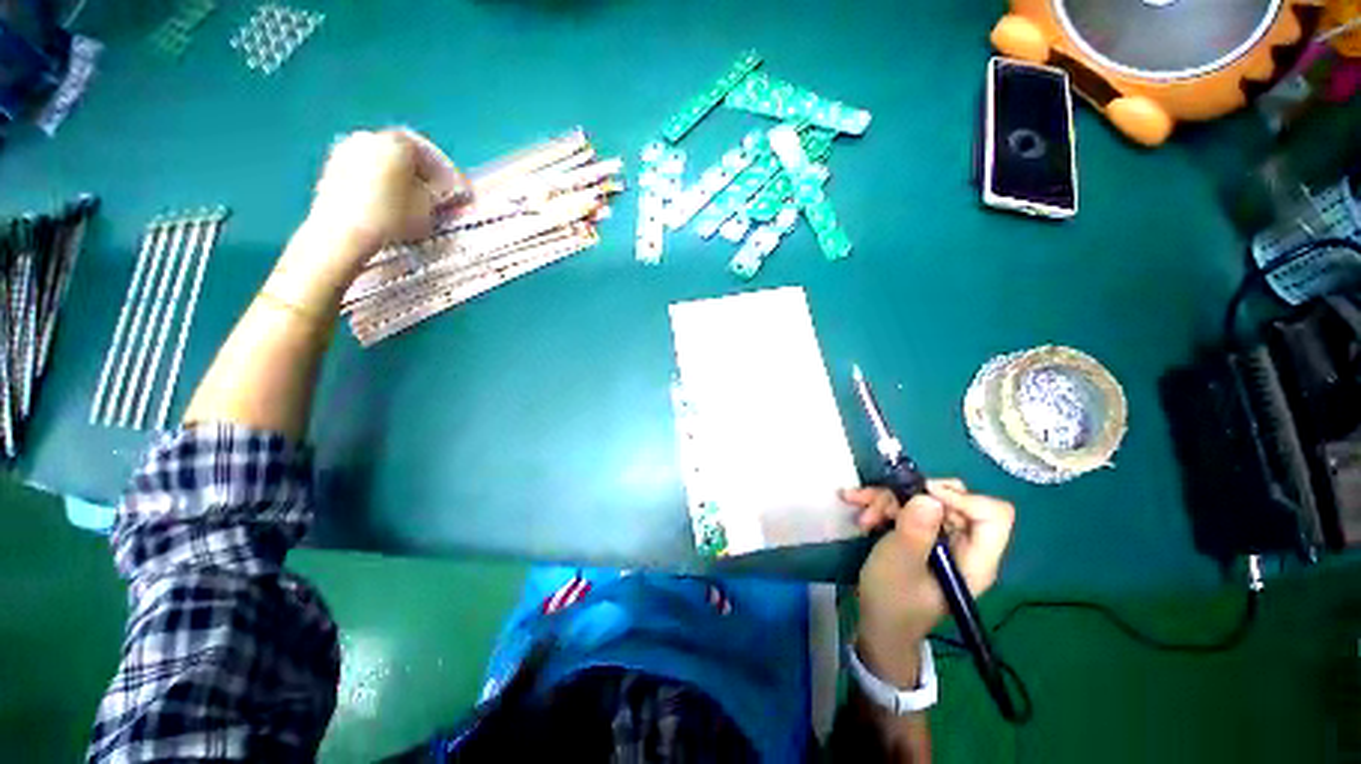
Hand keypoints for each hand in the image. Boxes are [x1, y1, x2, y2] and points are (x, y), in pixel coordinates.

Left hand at [303, 128, 468, 275]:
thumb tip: (443, 192)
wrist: (341, 234)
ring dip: (403, 182)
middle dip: (425, 177)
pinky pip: (367, 174)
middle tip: (440, 198)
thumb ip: (439, 195)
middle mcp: (370, 136)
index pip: (433, 156)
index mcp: (398, 142)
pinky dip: (382, 186)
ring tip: (416, 205)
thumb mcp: (429, 208)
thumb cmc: (392, 217)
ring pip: (386, 164)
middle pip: (407, 156)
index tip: (462, 194)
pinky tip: (391, 207)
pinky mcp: (333, 169)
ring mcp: (347, 150)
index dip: (452, 177)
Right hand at [841, 480, 1014, 683]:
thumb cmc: (893, 600)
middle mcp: (963, 544)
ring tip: (863, 518)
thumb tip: (929, 496)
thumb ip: (916, 530)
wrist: (877, 624)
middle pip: (950, 499)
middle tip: (880, 507)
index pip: (993, 514)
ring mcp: (940, 538)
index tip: (922, 496)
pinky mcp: (920, 535)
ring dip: (886, 501)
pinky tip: (857, 506)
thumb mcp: (900, 563)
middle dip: (909, 497)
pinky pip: (905, 507)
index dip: (961, 499)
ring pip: (921, 500)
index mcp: (975, 558)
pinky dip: (880, 504)